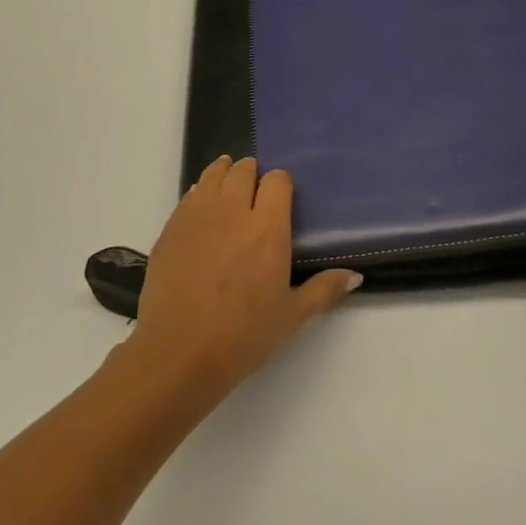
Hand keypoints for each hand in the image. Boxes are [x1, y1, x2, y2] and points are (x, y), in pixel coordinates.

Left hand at [124, 156, 361, 400]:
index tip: (282, 196)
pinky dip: (199, 195)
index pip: (278, 180)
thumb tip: (355, 276)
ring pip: (212, 176)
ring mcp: (197, 217)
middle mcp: (233, 212)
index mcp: (268, 228)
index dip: (281, 183)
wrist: (179, 353)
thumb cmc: (243, 335)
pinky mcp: (170, 230)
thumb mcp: (292, 315)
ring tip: (229, 182)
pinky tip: (202, 210)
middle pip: (243, 171)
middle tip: (255, 188)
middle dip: (252, 173)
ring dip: (224, 174)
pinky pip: (188, 197)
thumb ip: (324, 290)